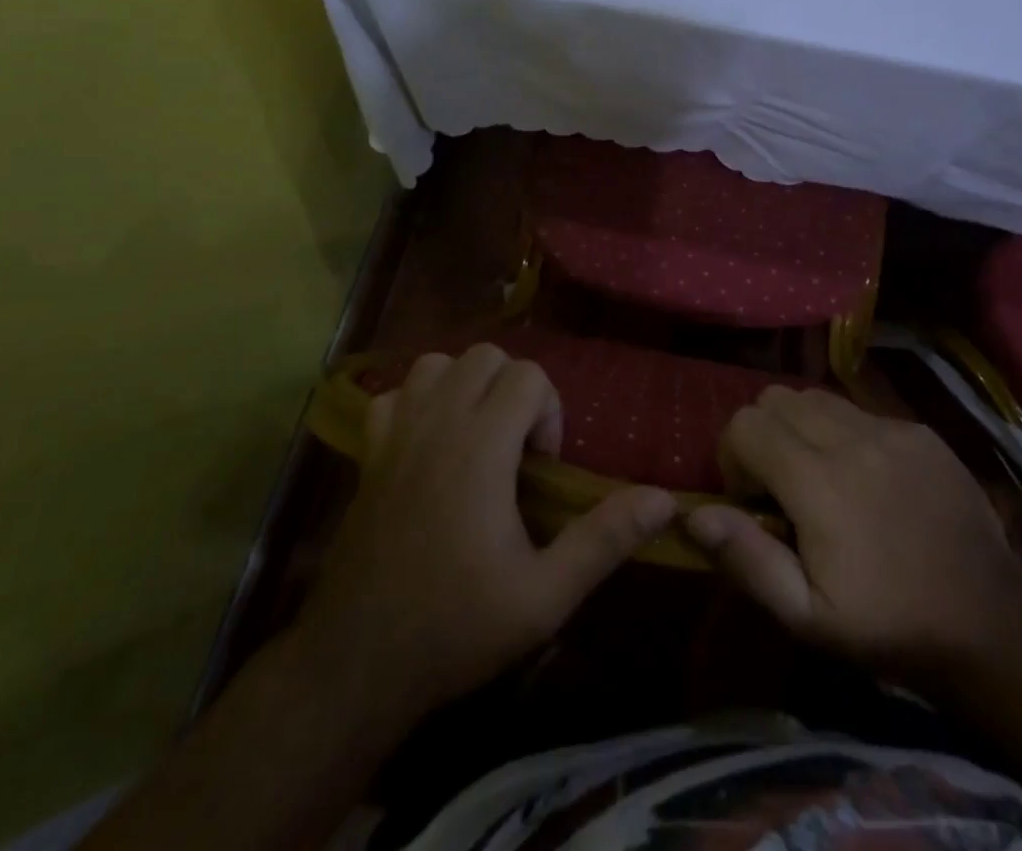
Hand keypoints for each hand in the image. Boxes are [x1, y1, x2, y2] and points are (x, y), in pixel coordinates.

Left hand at [291, 343, 676, 726]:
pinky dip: (418, 402)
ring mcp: (396, 434)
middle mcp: (437, 424)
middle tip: (517, 449)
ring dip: (466, 386)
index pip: (527, 375)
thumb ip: (604, 540)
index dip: (548, 411)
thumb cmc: (455, 627)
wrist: (355, 665)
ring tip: (478, 436)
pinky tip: (430, 443)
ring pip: (437, 364)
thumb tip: (665, 500)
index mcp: (480, 446)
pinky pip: (394, 394)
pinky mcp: (368, 454)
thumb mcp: (545, 596)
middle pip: (486, 357)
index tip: (542, 467)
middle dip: (513, 389)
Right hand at [686, 387, 1021, 673]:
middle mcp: (852, 439)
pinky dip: (844, 432)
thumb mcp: (808, 617)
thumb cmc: (889, 626)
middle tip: (781, 483)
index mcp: (820, 482)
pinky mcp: (919, 430)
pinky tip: (866, 477)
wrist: (990, 623)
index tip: (752, 498)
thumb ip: (746, 559)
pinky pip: (860, 409)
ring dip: (801, 426)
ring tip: (819, 475)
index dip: (734, 456)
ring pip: (816, 396)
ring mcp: (891, 429)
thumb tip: (694, 514)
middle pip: (776, 398)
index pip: (745, 424)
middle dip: (763, 434)